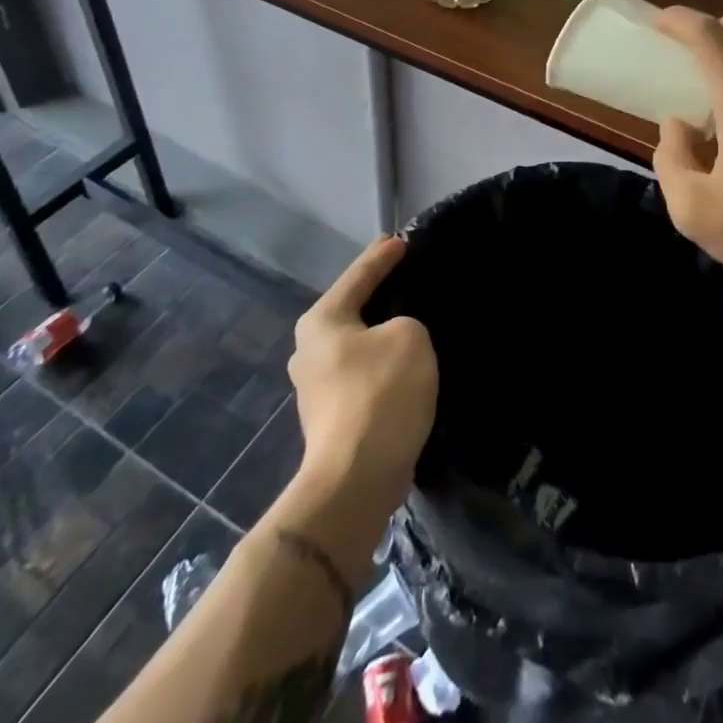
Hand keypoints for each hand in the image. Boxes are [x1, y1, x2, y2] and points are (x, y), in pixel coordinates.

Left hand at [288, 237, 437, 514]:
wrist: (356, 480)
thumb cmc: (380, 394)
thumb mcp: (409, 337)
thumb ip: (405, 322)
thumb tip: (393, 338)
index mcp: (322, 320)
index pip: (358, 274)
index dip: (383, 256)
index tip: (402, 241)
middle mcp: (309, 349)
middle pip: (352, 309)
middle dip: (379, 295)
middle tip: (409, 280)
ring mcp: (315, 387)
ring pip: (357, 345)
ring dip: (381, 336)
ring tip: (413, 326)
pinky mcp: (330, 417)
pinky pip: (361, 374)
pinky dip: (382, 366)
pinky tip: (404, 368)